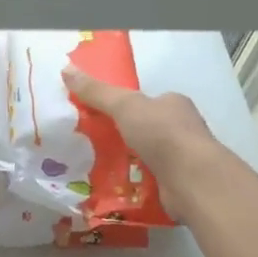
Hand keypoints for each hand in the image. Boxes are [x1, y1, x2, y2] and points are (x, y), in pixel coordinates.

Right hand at [62, 64, 225, 192]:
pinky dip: (131, 184)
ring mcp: (180, 158)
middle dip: (120, 136)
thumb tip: (66, 69)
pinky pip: (147, 180)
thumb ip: (96, 91)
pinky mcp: (177, 184)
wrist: (191, 179)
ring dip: (124, 161)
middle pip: (143, 129)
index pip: (145, 101)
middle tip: (89, 143)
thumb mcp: (124, 105)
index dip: (121, 106)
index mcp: (174, 104)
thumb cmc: (161, 133)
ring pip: (145, 156)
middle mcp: (181, 129)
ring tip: (92, 167)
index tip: (96, 116)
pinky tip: (110, 188)